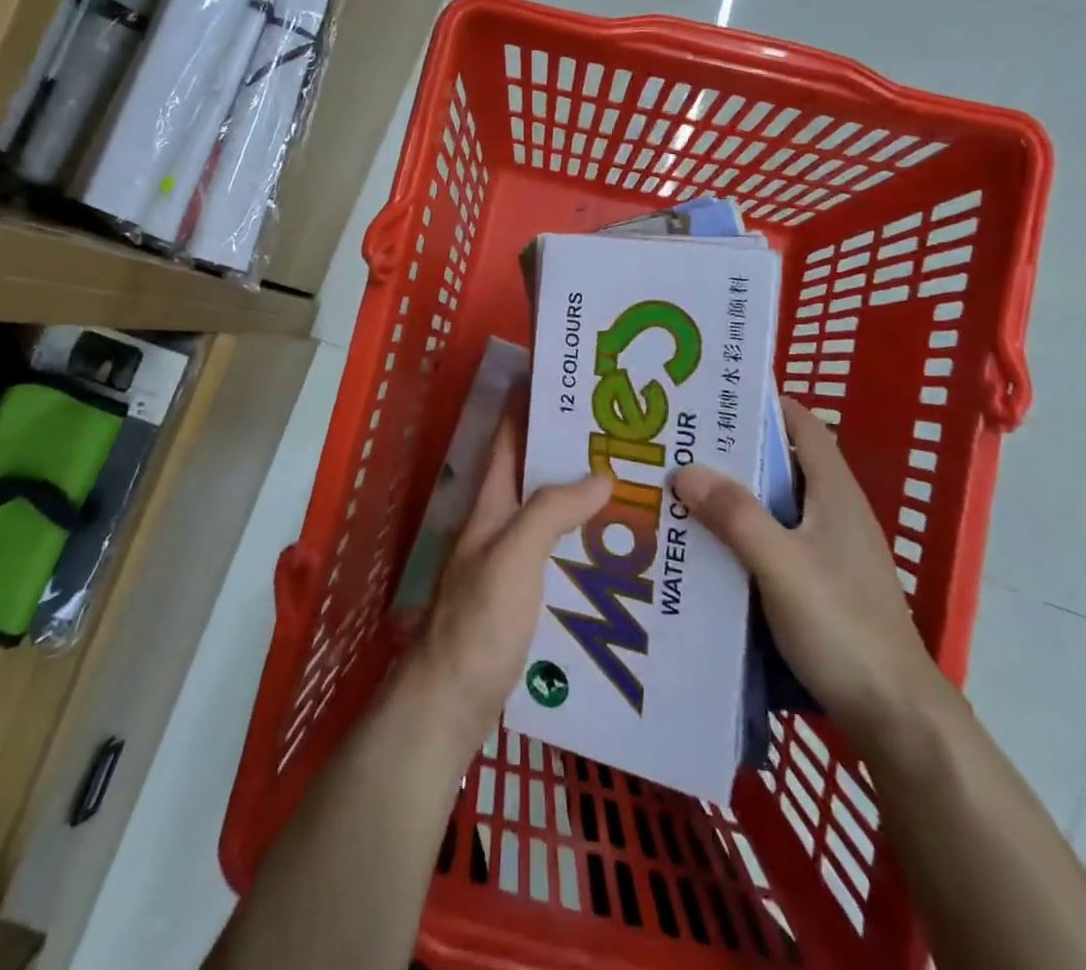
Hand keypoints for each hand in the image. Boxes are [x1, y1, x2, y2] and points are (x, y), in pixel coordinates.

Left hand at [407, 412, 610, 751]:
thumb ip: (552, 512)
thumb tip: (601, 473)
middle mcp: (499, 525)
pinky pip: (560, 557)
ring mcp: (510, 562)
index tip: (568, 381)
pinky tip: (620, 554)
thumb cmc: (478, 623)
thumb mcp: (514, 557)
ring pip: (551, 516)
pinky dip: (586, 546)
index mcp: (491, 504)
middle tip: (625, 437)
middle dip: (572, 451)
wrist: (449, 704)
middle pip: (535, 475)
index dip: (530, 404)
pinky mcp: (523, 598)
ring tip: (636, 488)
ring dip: (584, 500)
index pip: (509, 438)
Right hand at [674, 396, 942, 743]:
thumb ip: (736, 516)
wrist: (895, 717)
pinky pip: (772, 539)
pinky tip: (705, 544)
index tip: (712, 396)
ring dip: (732, 494)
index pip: (802, 425)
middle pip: (781, 462)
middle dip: (733, 450)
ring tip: (679, 487)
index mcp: (834, 493)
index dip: (763, 403)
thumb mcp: (782, 567)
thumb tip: (685, 469)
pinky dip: (740, 531)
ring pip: (773, 504)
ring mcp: (828, 550)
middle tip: (679, 442)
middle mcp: (833, 512)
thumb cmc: (844, 628)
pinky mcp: (819, 582)